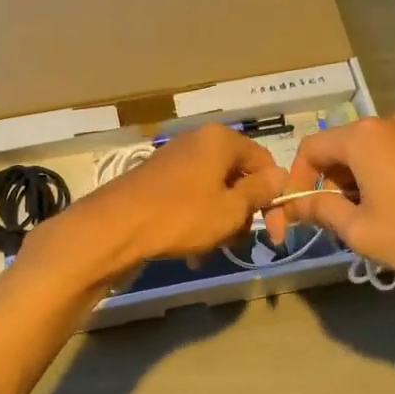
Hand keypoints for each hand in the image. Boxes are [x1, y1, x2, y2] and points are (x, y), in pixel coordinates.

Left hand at [21, 124, 284, 286]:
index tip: (274, 233)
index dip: (274, 198)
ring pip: (213, 193)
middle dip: (242, 214)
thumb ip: (260, 192)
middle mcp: (197, 143)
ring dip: (220, 224)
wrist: (113, 229)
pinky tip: (192, 252)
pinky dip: (197, 223)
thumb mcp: (230, 209)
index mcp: (220, 141)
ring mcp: (173, 162)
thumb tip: (280, 176)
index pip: (264, 163)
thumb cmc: (181, 217)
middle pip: (237, 178)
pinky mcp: (155, 182)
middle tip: (238, 244)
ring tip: (211, 252)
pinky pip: (190, 200)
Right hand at [274, 114, 394, 284]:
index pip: (310, 149)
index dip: (296, 182)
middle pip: (339, 150)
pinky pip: (393, 159)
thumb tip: (295, 206)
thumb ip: (321, 212)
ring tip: (363, 223)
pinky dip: (380, 182)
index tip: (297, 215)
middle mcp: (387, 125)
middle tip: (330, 223)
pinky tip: (393, 214)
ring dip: (354, 186)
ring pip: (367, 156)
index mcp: (361, 137)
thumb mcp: (359, 230)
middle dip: (327, 185)